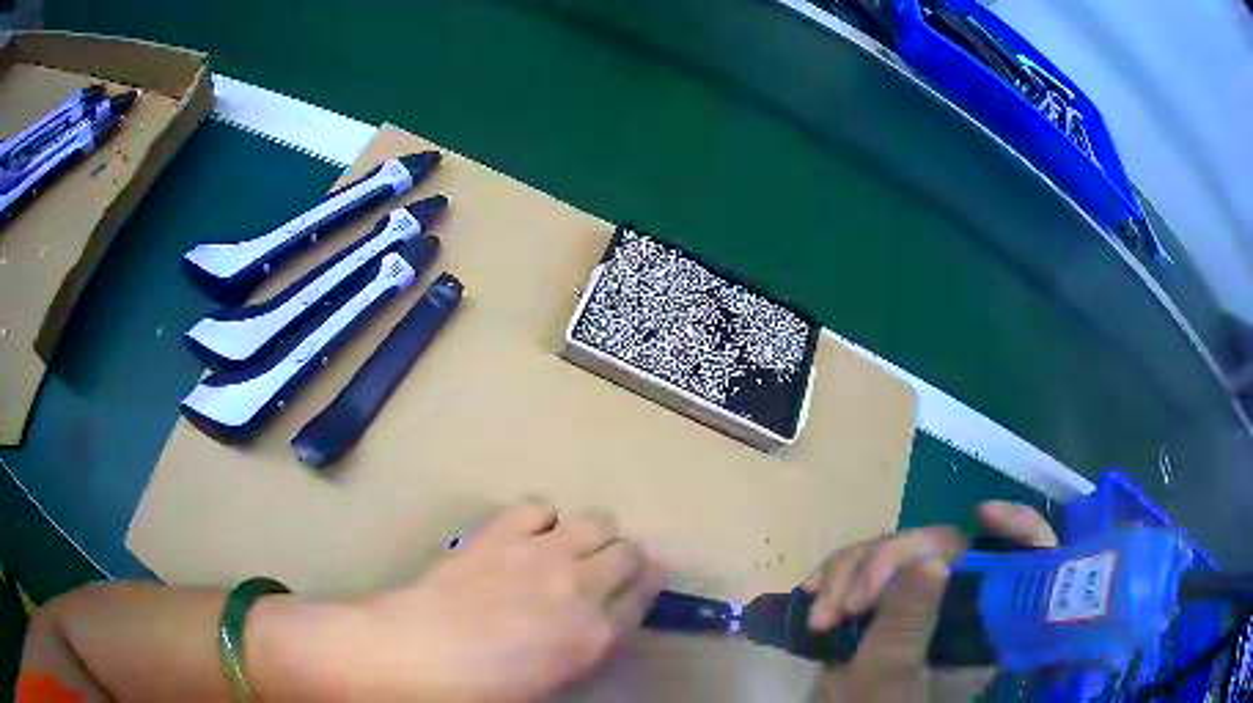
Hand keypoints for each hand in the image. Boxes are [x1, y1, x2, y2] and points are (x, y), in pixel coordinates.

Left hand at [290, 500, 664, 702]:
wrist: (422, 653)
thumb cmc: (485, 688)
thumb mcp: (551, 681)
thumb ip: (582, 648)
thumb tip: (591, 626)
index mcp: (596, 635)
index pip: (643, 596)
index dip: (650, 581)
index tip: (650, 573)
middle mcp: (581, 588)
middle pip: (628, 551)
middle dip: (626, 556)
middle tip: (607, 565)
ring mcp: (543, 554)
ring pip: (596, 521)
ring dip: (593, 532)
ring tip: (574, 545)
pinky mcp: (504, 532)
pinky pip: (540, 506)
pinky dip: (542, 516)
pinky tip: (530, 531)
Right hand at [807, 501, 1057, 701]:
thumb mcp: (891, 677)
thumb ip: (908, 625)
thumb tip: (929, 561)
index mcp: (984, 618)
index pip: (1026, 555)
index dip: (1016, 524)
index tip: (980, 514)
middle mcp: (958, 599)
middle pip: (943, 543)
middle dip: (885, 560)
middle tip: (847, 604)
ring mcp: (919, 598)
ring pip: (895, 550)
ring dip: (847, 571)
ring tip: (820, 617)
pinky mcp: (884, 599)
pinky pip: (864, 565)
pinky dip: (835, 575)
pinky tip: (812, 594)